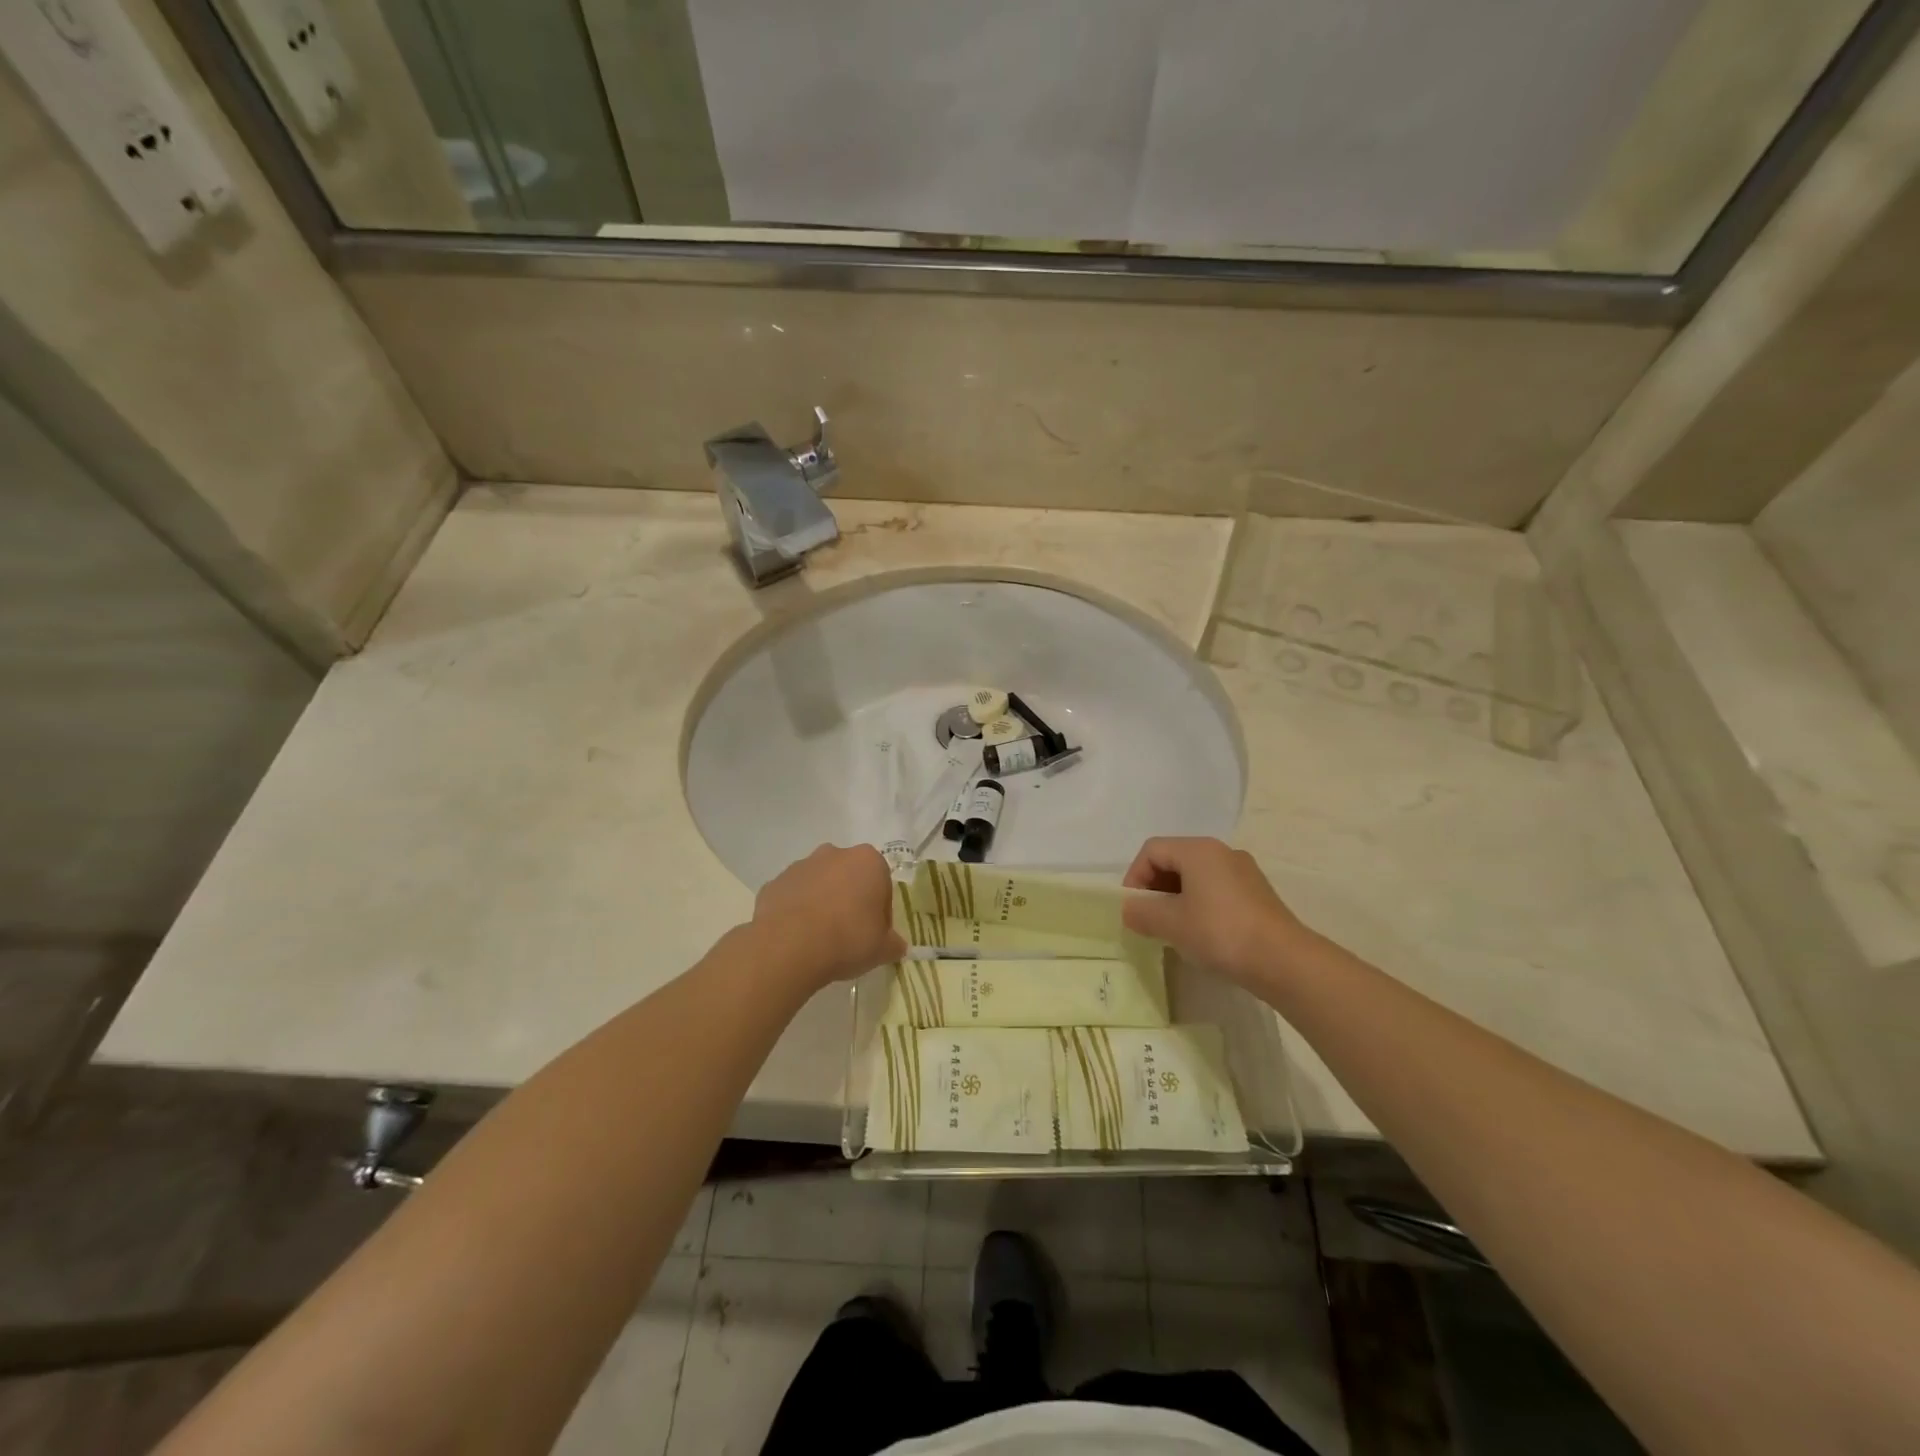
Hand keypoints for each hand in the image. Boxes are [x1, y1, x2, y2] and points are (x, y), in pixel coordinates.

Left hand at [752, 844, 906, 989]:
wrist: (788, 946)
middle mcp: (835, 854)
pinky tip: (797, 938)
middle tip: (849, 934)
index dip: (880, 911)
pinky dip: (796, 911)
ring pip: (819, 883)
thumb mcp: (882, 949)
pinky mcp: (774, 882)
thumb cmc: (847, 939)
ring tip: (820, 938)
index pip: (882, 883)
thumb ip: (893, 944)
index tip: (874, 933)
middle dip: (850, 899)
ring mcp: (801, 866)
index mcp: (868, 861)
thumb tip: (896, 945)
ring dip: (822, 903)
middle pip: (849, 877)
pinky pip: (793, 896)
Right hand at [1122, 837, 1312, 985]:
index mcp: (1198, 850)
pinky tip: (1202, 933)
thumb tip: (1130, 909)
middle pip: (1174, 859)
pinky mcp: (1257, 893)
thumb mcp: (1171, 924)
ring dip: (1176, 898)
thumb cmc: (1220, 932)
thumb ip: (1142, 912)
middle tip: (1149, 919)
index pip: (1152, 850)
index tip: (1133, 909)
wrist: (1284, 961)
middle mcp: (1222, 852)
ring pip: (1196, 876)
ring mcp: (1244, 872)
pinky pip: (1217, 889)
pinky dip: (1200, 904)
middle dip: (1155, 887)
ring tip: (1173, 929)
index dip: (1134, 877)